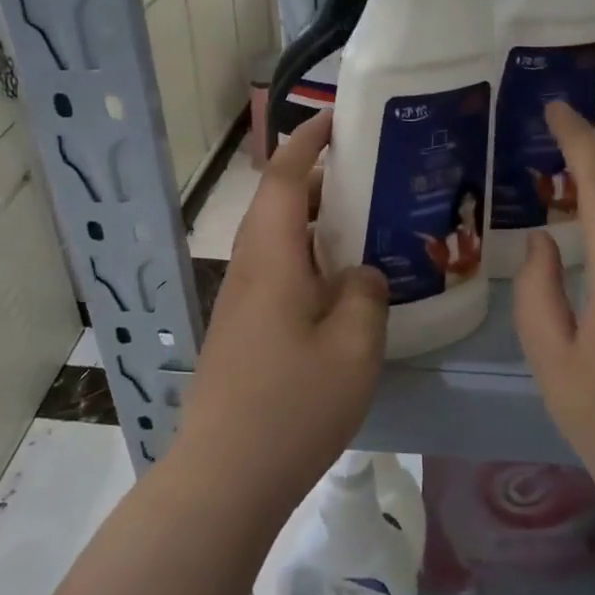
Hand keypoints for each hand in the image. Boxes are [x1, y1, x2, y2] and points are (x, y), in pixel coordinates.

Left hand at [176, 111, 388, 510]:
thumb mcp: (353, 347)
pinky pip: (278, 273)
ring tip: (364, 224)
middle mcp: (249, 269)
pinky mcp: (242, 331)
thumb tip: (361, 274)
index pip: (284, 177)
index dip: (308, 140)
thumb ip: (365, 295)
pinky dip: (309, 259)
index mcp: (272, 258)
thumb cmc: (293, 405)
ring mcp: (240, 302)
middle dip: (318, 179)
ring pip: (277, 241)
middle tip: (369, 175)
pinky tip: (343, 288)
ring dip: (314, 222)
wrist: (224, 476)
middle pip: (278, 204)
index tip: (337, 118)